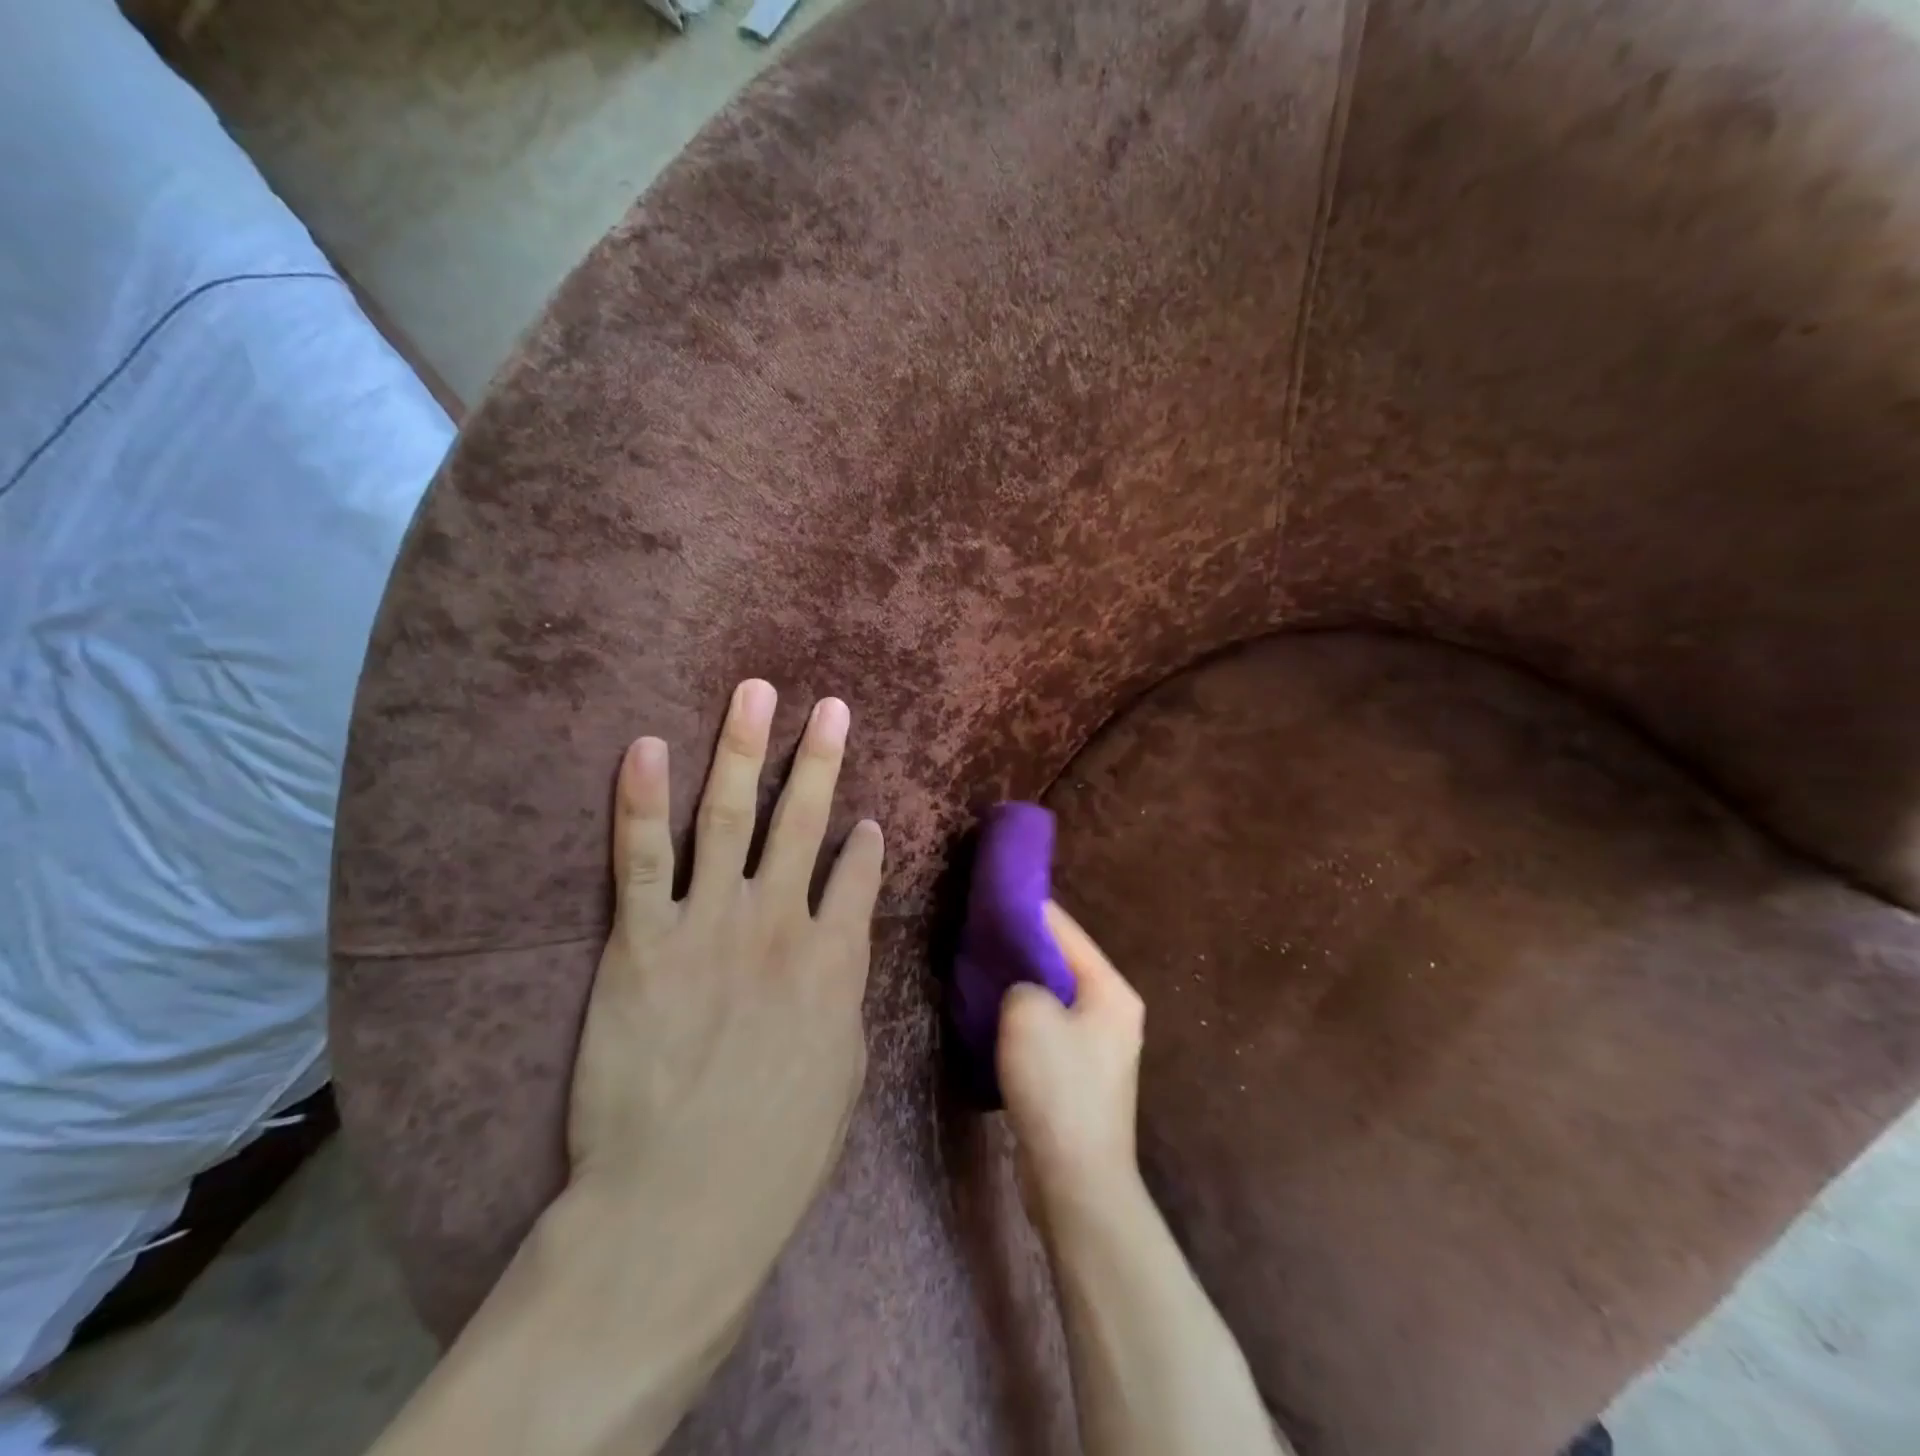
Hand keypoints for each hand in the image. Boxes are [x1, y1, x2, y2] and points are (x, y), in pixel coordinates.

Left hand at [568, 678, 884, 1288]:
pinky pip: (642, 856)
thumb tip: (841, 952)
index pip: (859, 877)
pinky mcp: (642, 941)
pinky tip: (645, 747)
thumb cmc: (777, 1152)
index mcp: (836, 960)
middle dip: (819, 758)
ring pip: (730, 816)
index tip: (865, 817)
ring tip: (755, 694)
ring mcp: (709, 924)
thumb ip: (842, 997)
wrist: (681, 1201)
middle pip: (804, 823)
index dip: (865, 842)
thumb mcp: (843, 1071)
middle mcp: (780, 923)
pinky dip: (641, 798)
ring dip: (745, 749)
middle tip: (829, 707)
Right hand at [997, 901, 1145, 1221]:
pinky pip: (1052, 1030)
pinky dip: (1027, 1019)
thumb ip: (1021, 980)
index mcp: (1112, 989)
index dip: (1028, 910)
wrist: (1077, 1180)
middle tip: (981, 936)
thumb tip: (1021, 984)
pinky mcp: (1084, 1076)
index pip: (1065, 930)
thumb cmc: (1058, 1087)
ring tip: (983, 972)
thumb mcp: (1027, 1015)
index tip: (992, 896)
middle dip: (1022, 949)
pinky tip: (997, 1018)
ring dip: (1022, 987)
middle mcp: (1114, 1011)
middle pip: (1062, 963)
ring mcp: (1102, 1046)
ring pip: (1055, 998)